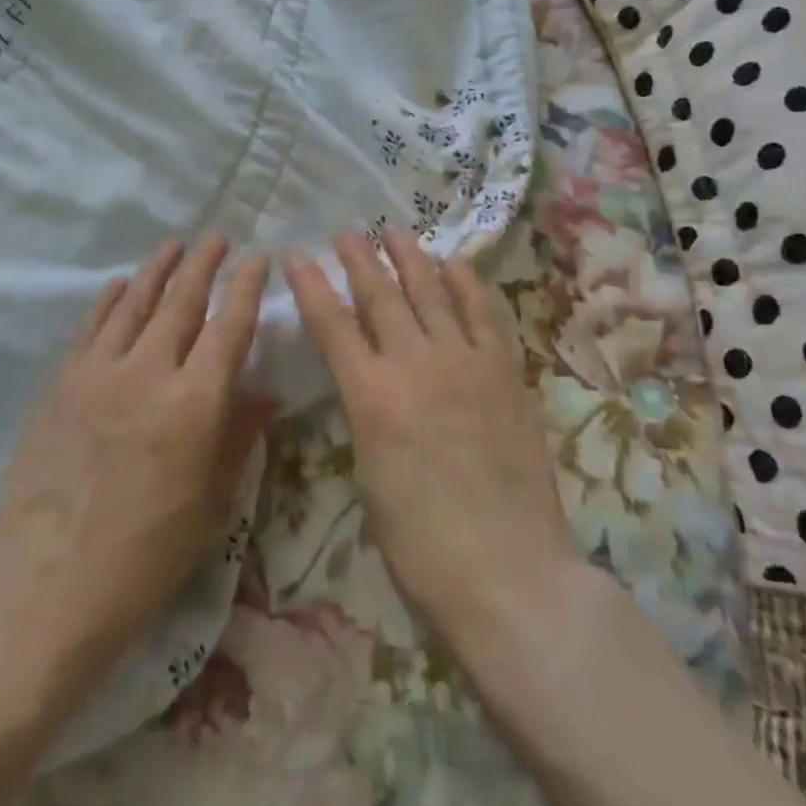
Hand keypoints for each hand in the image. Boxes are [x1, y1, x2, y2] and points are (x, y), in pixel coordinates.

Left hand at [0, 237, 273, 691]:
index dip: (246, 287)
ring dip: (158, 269)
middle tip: (218, 237)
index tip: (258, 257)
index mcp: (195, 404)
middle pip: (182, 301)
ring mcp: (99, 373)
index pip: (229, 326)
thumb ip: (238, 437)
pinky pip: (91, 327)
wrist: (44, 585)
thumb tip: (265, 391)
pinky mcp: (62, 384)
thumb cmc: (145, 557)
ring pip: (135, 303)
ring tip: (174, 244)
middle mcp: (149, 373)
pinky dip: (109, 299)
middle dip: (204, 264)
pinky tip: (119, 283)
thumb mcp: (212, 504)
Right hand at [283, 229, 580, 652]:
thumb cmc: (422, 545)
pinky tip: (456, 265)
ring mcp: (466, 363)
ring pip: (432, 293)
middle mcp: (416, 364)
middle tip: (347, 232)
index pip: (332, 324)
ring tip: (396, 232)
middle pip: (381, 296)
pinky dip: (467, 284)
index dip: (311, 285)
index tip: (297, 254)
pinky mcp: (505, 372)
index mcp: (371, 397)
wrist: (509, 572)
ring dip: (411, 258)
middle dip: (359, 259)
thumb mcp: (370, 476)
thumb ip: (367, 416)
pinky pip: (484, 314)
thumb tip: (369, 384)